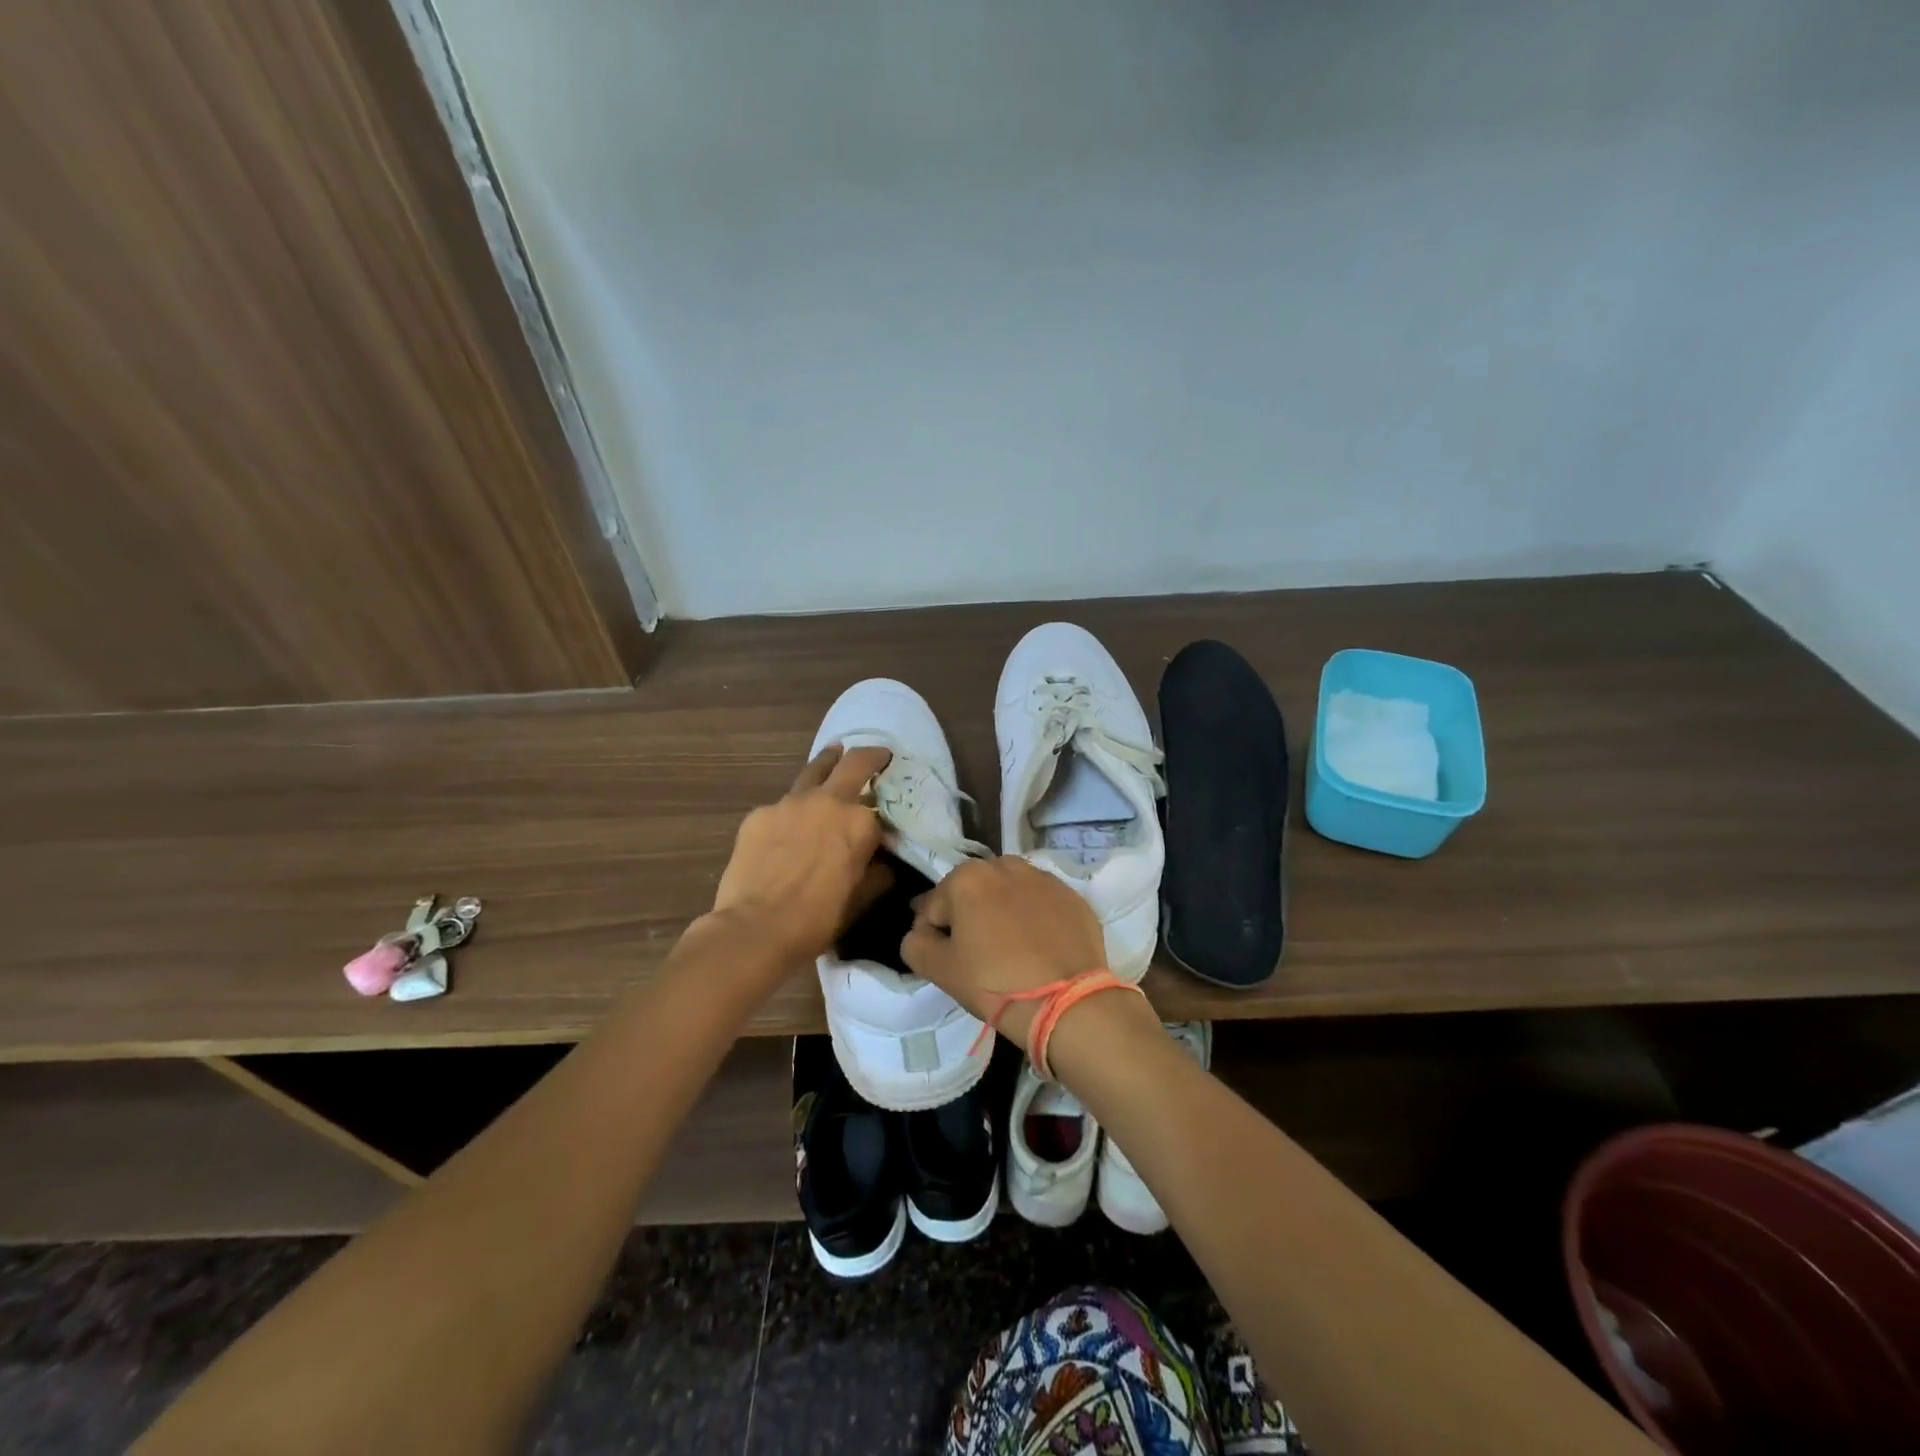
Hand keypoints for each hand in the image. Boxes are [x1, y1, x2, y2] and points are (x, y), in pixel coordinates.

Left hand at [710, 745, 893, 968]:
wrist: (755, 929)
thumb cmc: (816, 920)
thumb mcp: (859, 899)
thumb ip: (875, 873)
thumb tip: (882, 863)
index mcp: (859, 823)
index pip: (879, 811)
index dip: (882, 819)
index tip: (883, 825)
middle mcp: (828, 802)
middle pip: (853, 762)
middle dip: (869, 756)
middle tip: (876, 756)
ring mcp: (789, 803)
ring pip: (813, 771)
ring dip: (827, 765)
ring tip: (832, 760)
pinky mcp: (759, 814)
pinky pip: (781, 806)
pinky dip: (791, 812)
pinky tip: (785, 831)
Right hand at [901, 857, 1119, 1054]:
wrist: (1067, 1003)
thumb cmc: (994, 983)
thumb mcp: (939, 970)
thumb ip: (915, 943)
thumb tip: (921, 933)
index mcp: (967, 877)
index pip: (934, 906)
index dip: (933, 934)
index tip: (945, 959)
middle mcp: (1006, 865)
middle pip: (974, 891)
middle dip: (970, 915)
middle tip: (977, 954)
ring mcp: (1044, 878)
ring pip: (1009, 892)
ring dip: (1003, 911)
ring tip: (1010, 948)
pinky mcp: (1073, 896)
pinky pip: (1041, 903)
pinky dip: (1035, 918)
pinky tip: (1039, 948)